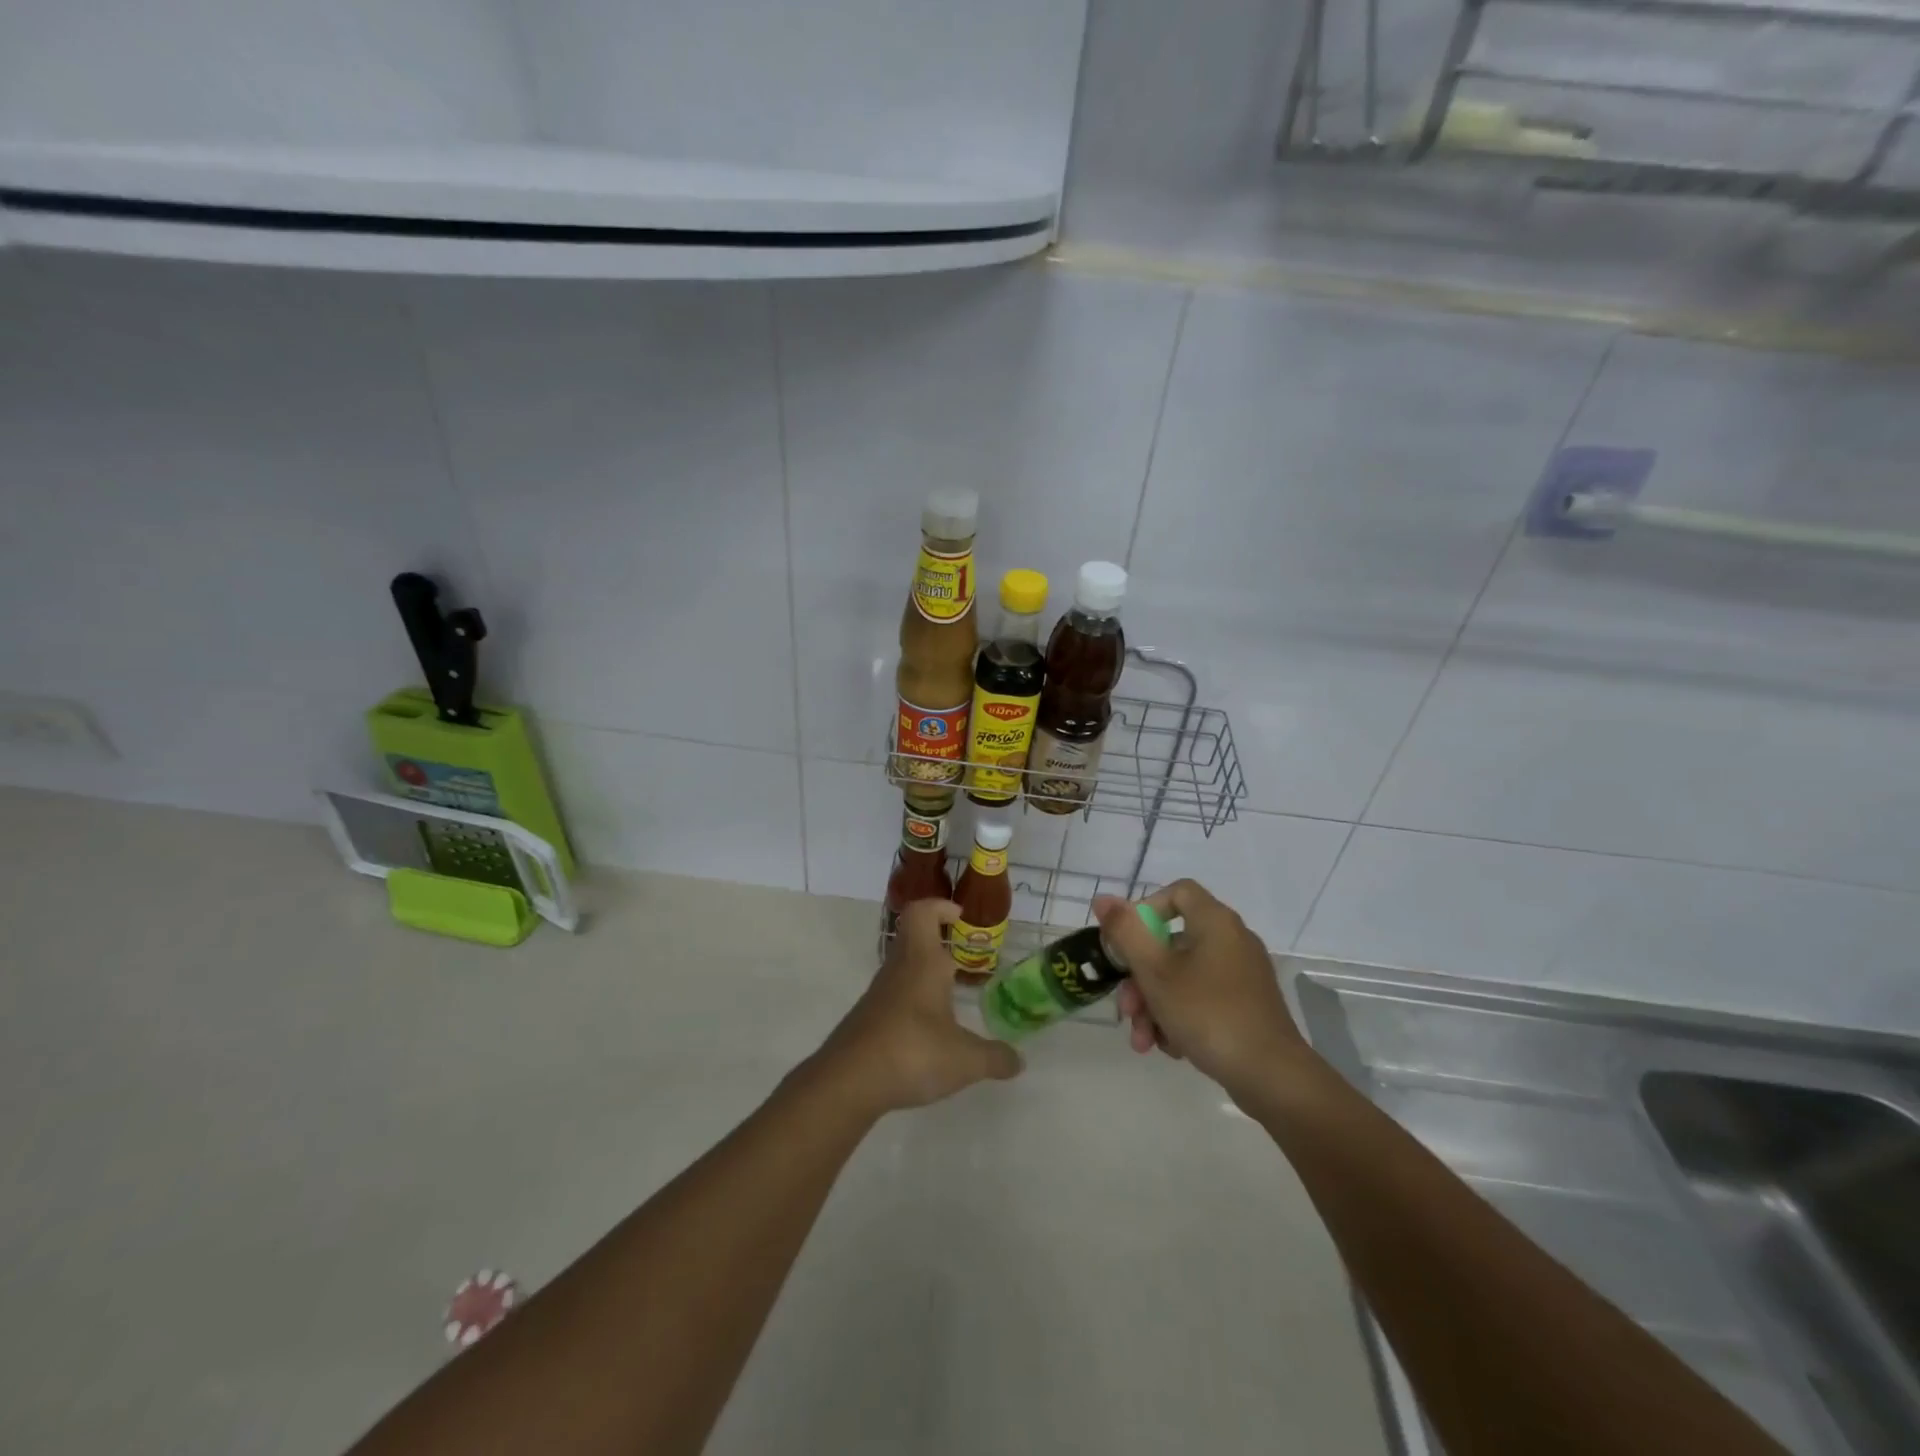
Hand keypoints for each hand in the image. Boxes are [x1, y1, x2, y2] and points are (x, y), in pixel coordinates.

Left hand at [812, 899, 1022, 1114]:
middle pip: (913, 936)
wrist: (847, 1083)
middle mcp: (899, 969)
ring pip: (904, 967)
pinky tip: (930, 1030)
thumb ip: (995, 1058)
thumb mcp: (965, 1061)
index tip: (960, 916)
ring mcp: (880, 994)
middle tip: (965, 957)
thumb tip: (1019, 1061)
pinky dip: (915, 1001)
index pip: (922, 913)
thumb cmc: (912, 1053)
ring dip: (927, 972)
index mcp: (922, 963)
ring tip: (953, 996)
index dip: (940, 906)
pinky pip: (895, 995)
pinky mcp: (869, 1018)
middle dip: (939, 939)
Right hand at [1097, 880, 1313, 1100]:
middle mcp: (1232, 940)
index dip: (1146, 910)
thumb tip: (1103, 898)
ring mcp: (1242, 975)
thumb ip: (1126, 932)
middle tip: (1127, 1010)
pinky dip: (1181, 1017)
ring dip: (1155, 1005)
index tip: (1126, 942)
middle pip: (1172, 943)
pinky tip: (1171, 1048)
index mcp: (1215, 922)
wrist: (1271, 1076)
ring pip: (1183, 977)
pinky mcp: (1247, 1006)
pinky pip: (1203, 999)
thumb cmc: (1208, 1013)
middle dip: (1141, 978)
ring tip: (1144, 1041)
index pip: (1177, 892)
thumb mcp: (1155, 971)